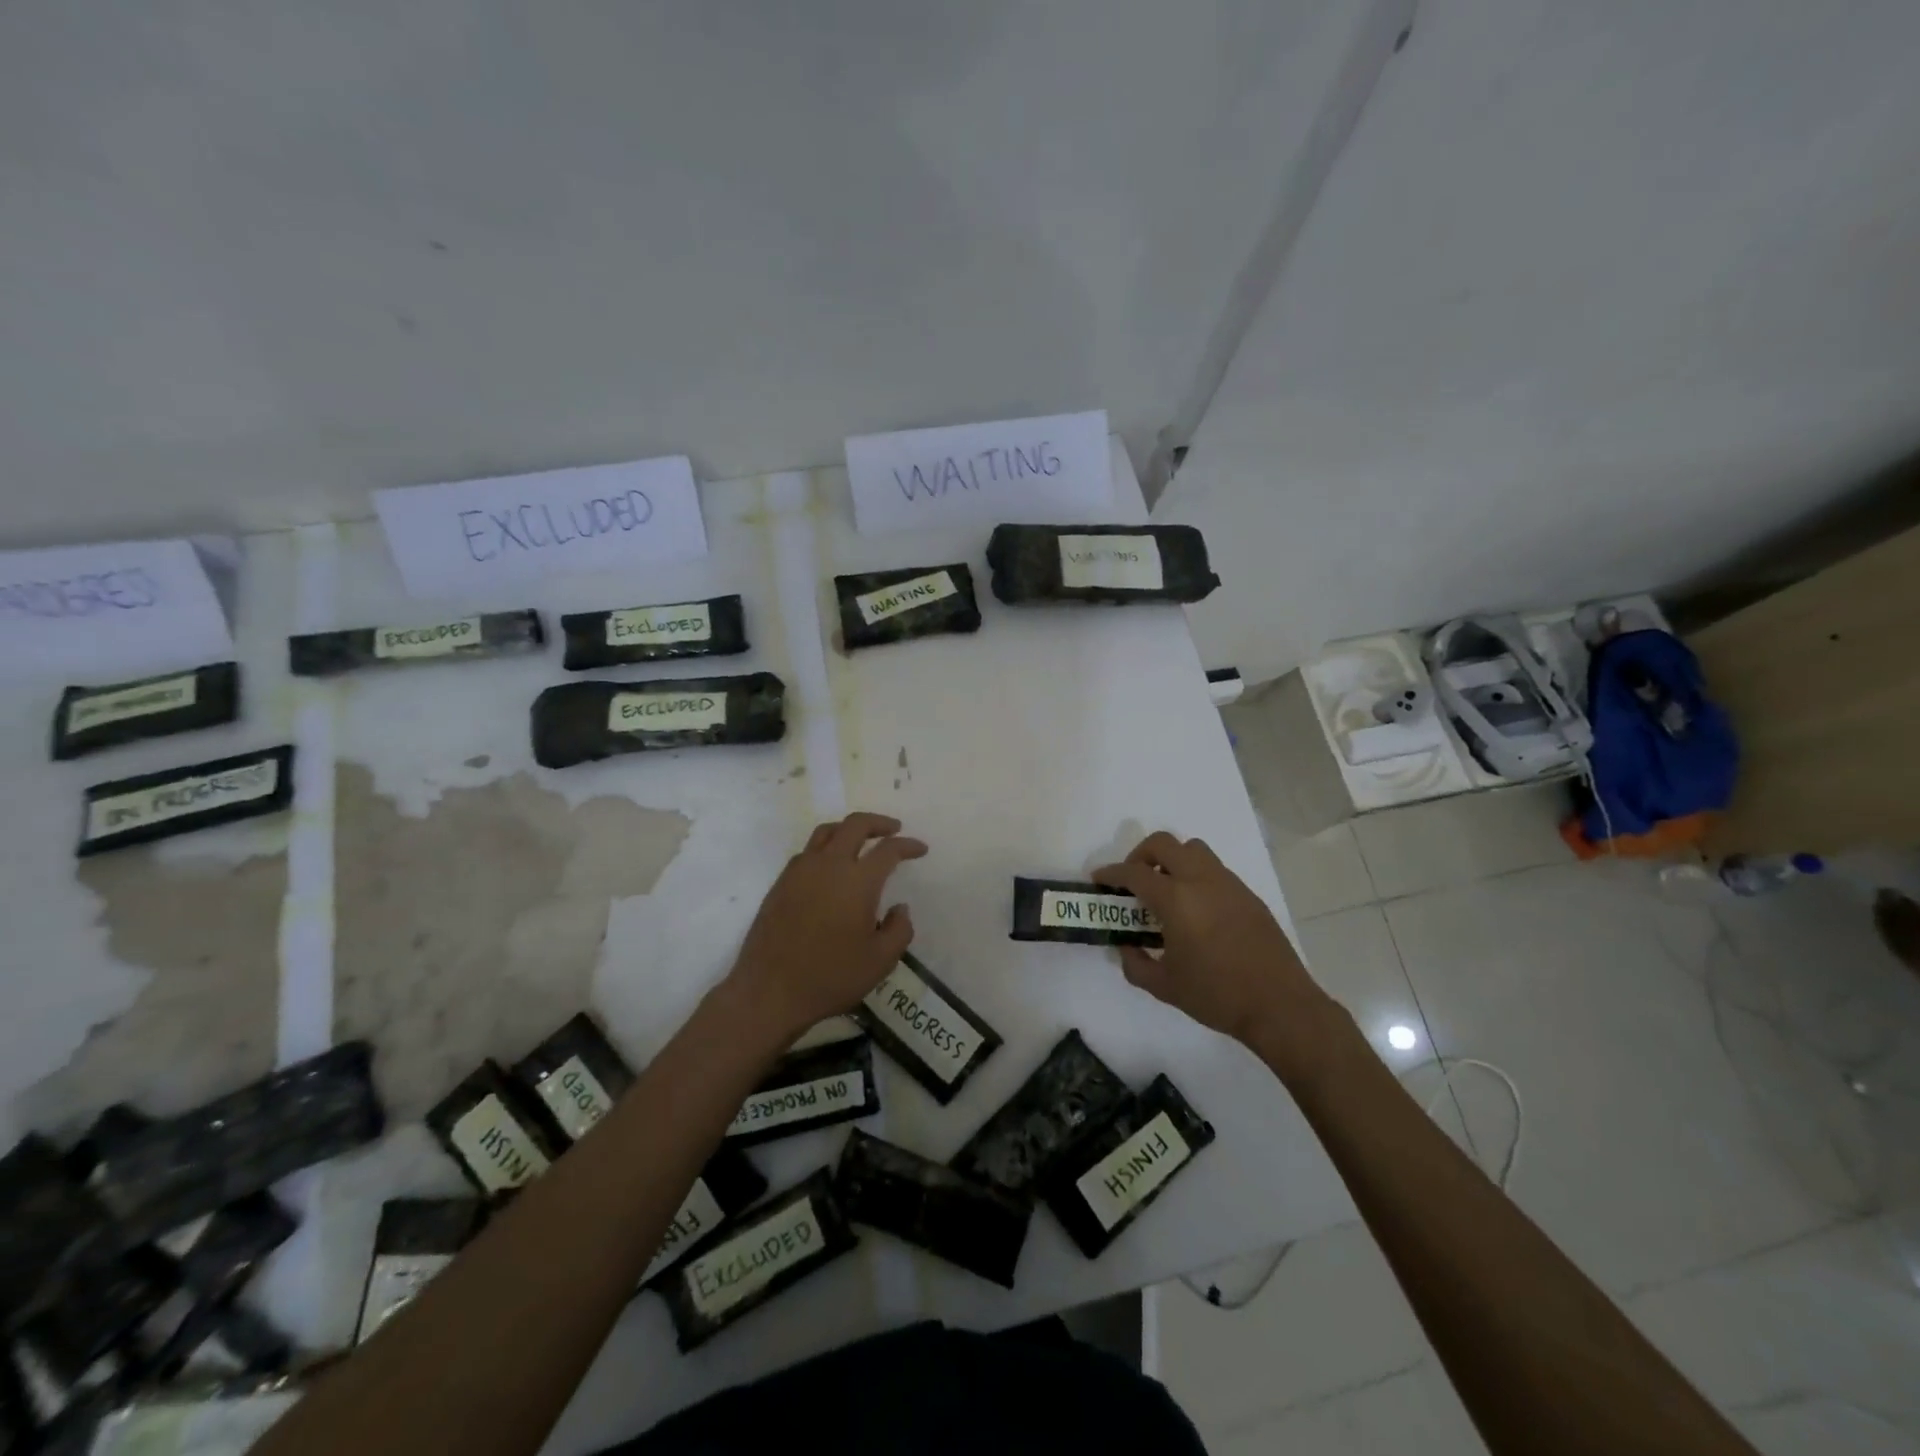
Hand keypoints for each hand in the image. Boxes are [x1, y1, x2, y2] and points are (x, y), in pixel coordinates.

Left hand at [727, 813, 927, 1040]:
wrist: (769, 991)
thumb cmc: (831, 977)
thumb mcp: (881, 962)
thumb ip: (899, 930)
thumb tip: (899, 908)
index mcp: (858, 881)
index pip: (888, 849)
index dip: (908, 845)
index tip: (920, 849)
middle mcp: (829, 865)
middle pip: (855, 825)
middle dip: (878, 822)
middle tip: (893, 829)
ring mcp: (800, 871)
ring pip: (827, 832)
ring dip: (848, 829)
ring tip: (861, 840)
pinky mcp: (781, 883)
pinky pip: (807, 852)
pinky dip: (825, 848)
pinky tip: (830, 867)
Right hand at [1094, 832, 1342, 1079]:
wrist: (1280, 1006)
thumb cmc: (1217, 995)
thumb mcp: (1164, 986)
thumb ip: (1135, 964)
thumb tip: (1126, 947)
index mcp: (1176, 899)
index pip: (1134, 872)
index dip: (1111, 873)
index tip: (1099, 880)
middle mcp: (1201, 880)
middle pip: (1164, 844)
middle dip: (1141, 855)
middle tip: (1134, 881)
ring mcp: (1229, 884)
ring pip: (1194, 850)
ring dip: (1172, 860)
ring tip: (1166, 891)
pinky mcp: (1248, 895)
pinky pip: (1215, 870)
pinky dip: (1196, 876)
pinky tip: (1196, 910)